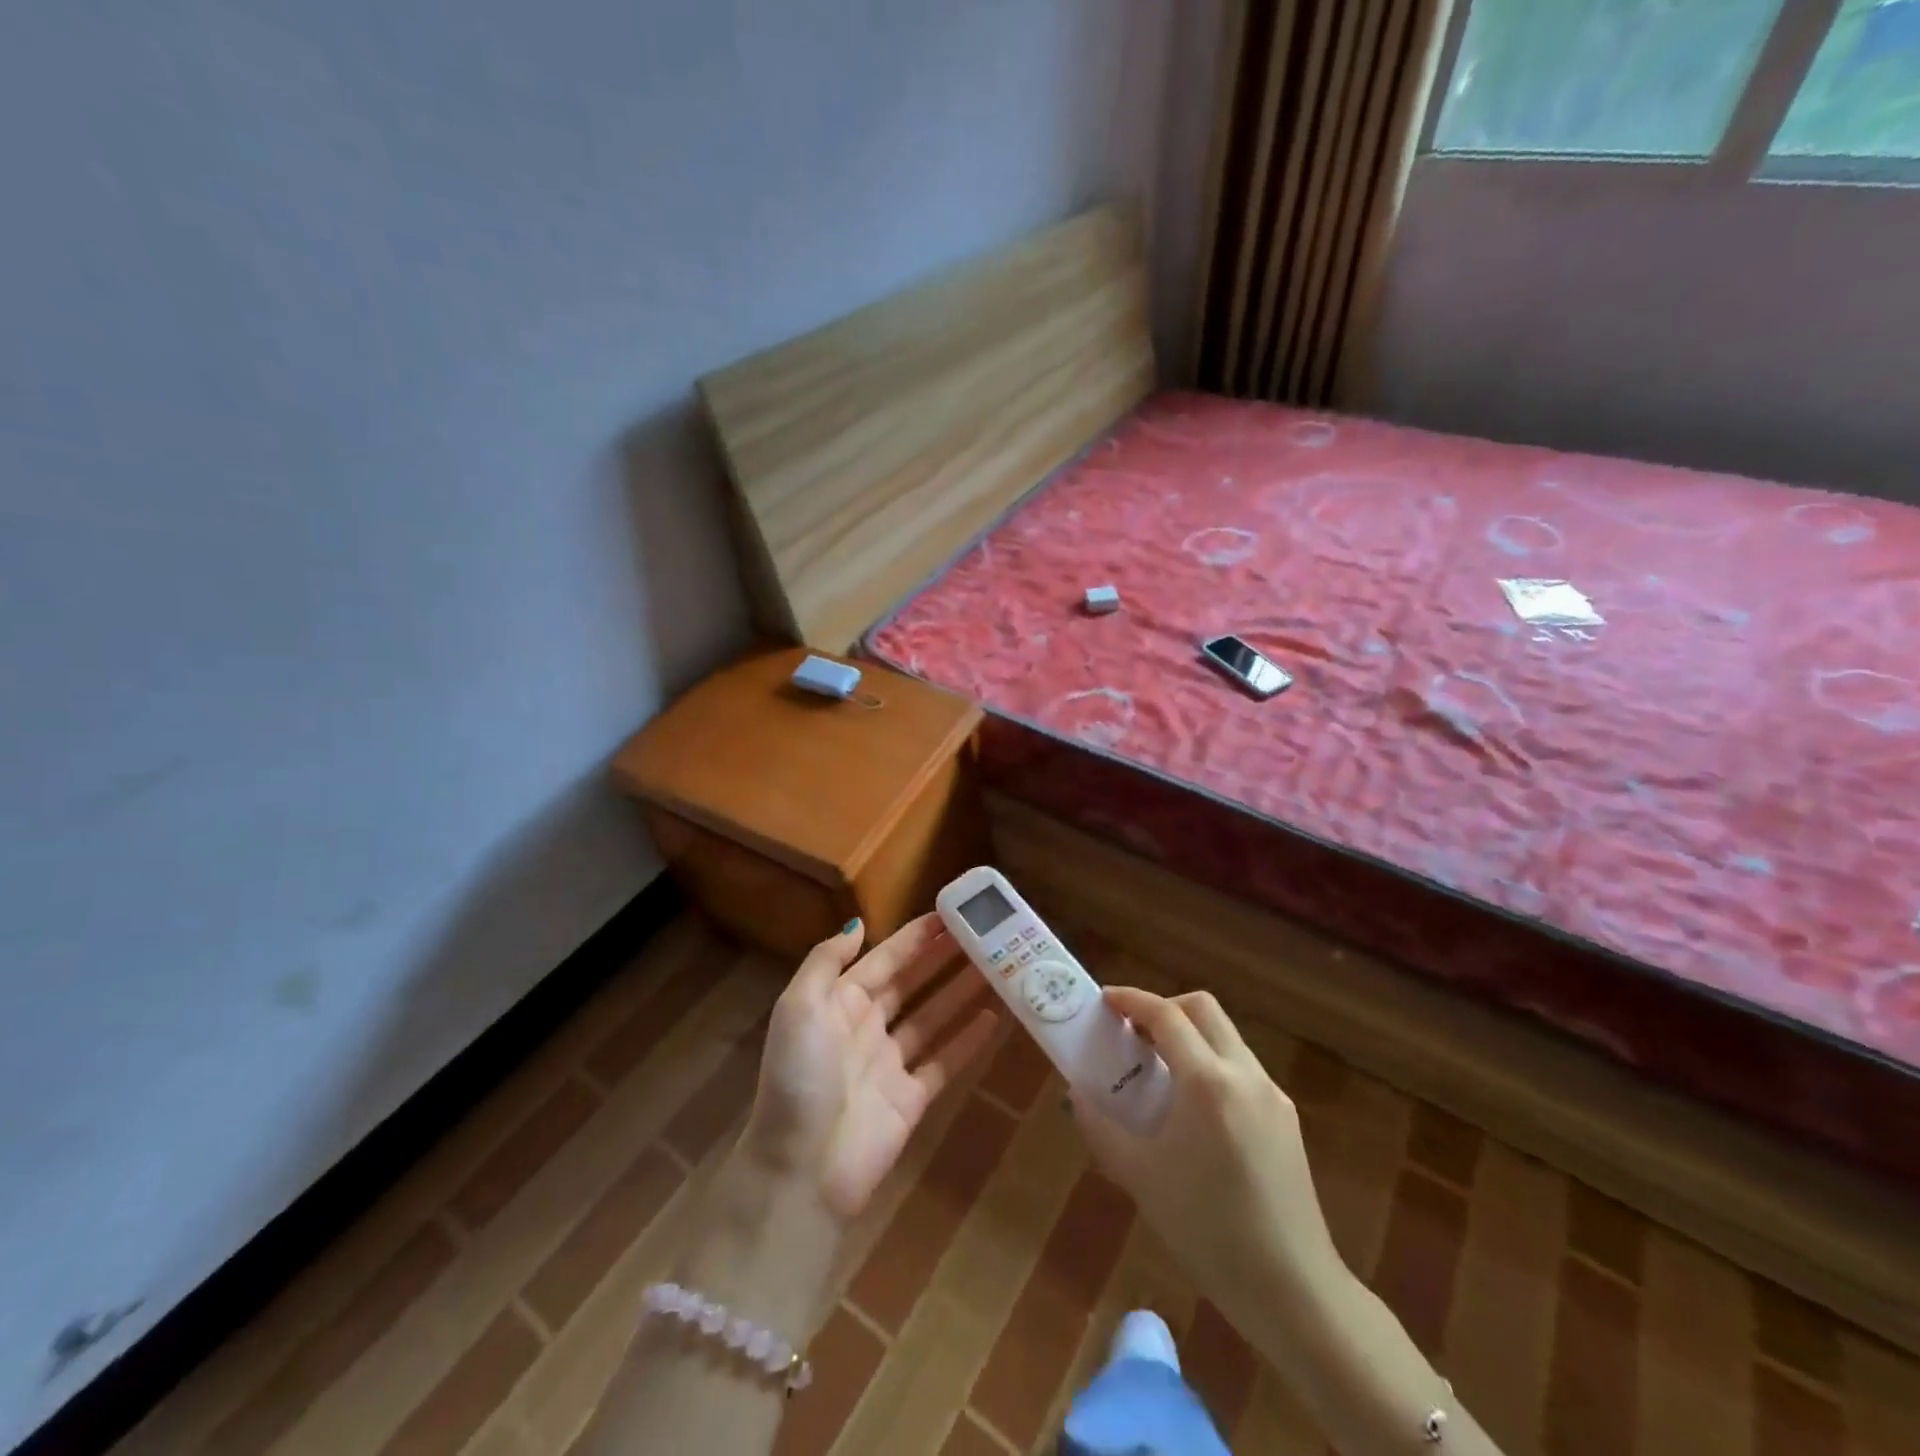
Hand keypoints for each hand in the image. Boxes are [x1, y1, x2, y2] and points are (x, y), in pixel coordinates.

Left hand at [740, 914, 1002, 1222]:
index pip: (884, 959)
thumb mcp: (798, 1008)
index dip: (915, 938)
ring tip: (998, 968)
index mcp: (839, 1002)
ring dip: (962, 992)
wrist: (801, 1170)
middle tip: (984, 937)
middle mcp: (866, 1027)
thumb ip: (825, 961)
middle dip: (944, 960)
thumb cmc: (799, 1079)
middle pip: (913, 984)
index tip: (950, 916)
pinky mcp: (910, 1099)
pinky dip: (968, 1040)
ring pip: (933, 1018)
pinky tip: (995, 1017)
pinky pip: (945, 1062)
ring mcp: (890, 1064)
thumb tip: (858, 924)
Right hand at [1068, 988, 1343, 1355]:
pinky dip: (1211, 1065)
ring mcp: (1271, 1095)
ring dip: (1189, 1036)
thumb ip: (1100, 1126)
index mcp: (1207, 1082)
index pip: (1166, 1015)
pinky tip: (1194, 1110)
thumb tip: (1075, 1093)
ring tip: (1159, 1072)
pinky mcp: (1286, 1119)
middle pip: (1203, 1009)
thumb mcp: (1139, 1177)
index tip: (1105, 1001)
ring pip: (1225, 1037)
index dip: (1132, 1000)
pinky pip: (1241, 1069)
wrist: (1292, 1290)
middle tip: (1134, 1033)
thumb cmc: (1206, 1230)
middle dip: (1164, 1009)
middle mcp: (1244, 1074)